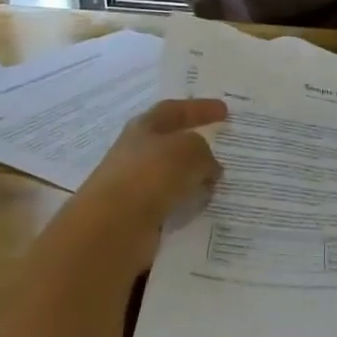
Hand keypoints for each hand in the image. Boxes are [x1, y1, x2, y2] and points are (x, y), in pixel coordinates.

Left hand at [48, 98, 227, 263]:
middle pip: (171, 143)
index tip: (224, 110)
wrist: (112, 227)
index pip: (174, 110)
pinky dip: (187, 202)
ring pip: (173, 175)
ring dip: (194, 177)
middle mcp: (136, 153)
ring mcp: (135, 185)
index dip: (199, 108)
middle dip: (196, 146)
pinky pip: (171, 202)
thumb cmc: (150, 175)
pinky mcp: (138, 214)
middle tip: (222, 150)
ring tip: (218, 183)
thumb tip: (209, 169)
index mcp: (143, 128)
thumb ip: (204, 153)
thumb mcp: (190, 151)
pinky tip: (202, 208)